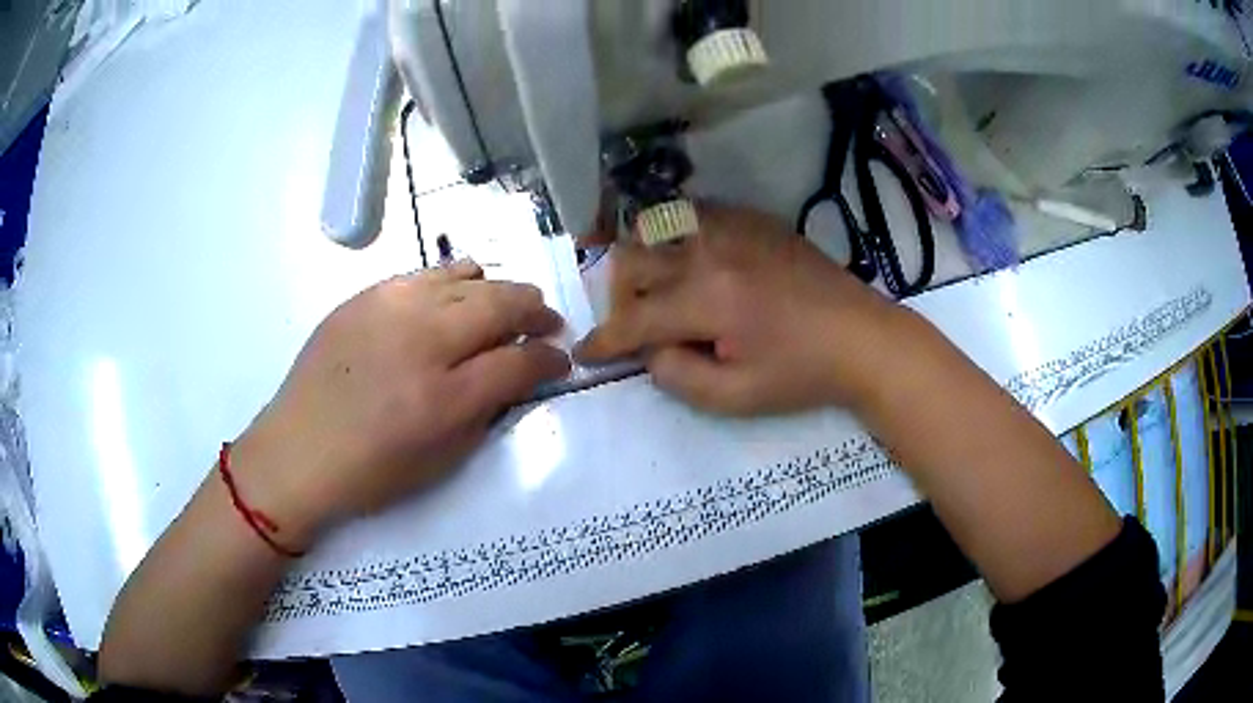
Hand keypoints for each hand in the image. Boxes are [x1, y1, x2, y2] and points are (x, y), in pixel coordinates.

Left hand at [233, 261, 570, 549]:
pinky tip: (457, 293)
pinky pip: (425, 274)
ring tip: (508, 303)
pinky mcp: (366, 295)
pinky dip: (454, 281)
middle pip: (500, 303)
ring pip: (466, 278)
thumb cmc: (372, 471)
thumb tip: (517, 375)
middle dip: (535, 311)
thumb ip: (487, 410)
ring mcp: (391, 307)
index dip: (549, 359)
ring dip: (498, 289)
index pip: (520, 361)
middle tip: (547, 322)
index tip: (560, 360)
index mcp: (445, 397)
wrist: (299, 451)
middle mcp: (423, 339)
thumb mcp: (442, 459)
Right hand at [574, 204, 914, 414]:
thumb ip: (676, 375)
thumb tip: (648, 348)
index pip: (634, 318)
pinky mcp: (752, 219)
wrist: (862, 337)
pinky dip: (675, 236)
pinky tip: (691, 261)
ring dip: (642, 261)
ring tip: (658, 290)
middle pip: (632, 261)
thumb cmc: (802, 374)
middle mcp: (709, 250)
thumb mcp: (735, 397)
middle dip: (618, 298)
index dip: (604, 340)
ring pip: (656, 229)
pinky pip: (693, 215)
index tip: (586, 352)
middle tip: (633, 326)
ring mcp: (732, 227)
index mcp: (708, 298)